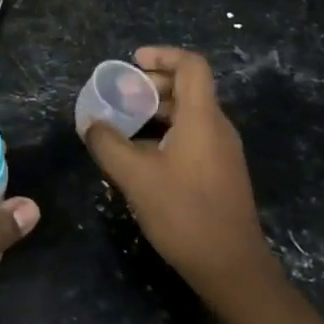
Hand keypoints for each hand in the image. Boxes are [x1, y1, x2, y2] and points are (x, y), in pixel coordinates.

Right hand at [82, 46, 274, 301]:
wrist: (232, 268)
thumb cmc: (184, 214)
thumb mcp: (135, 176)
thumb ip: (107, 144)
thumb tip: (91, 124)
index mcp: (202, 118)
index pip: (191, 65)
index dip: (162, 55)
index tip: (132, 62)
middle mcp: (217, 128)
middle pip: (188, 88)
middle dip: (152, 84)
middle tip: (119, 95)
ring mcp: (222, 152)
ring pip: (188, 115)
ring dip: (156, 111)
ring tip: (122, 124)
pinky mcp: (220, 173)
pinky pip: (191, 137)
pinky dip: (165, 133)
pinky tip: (140, 156)